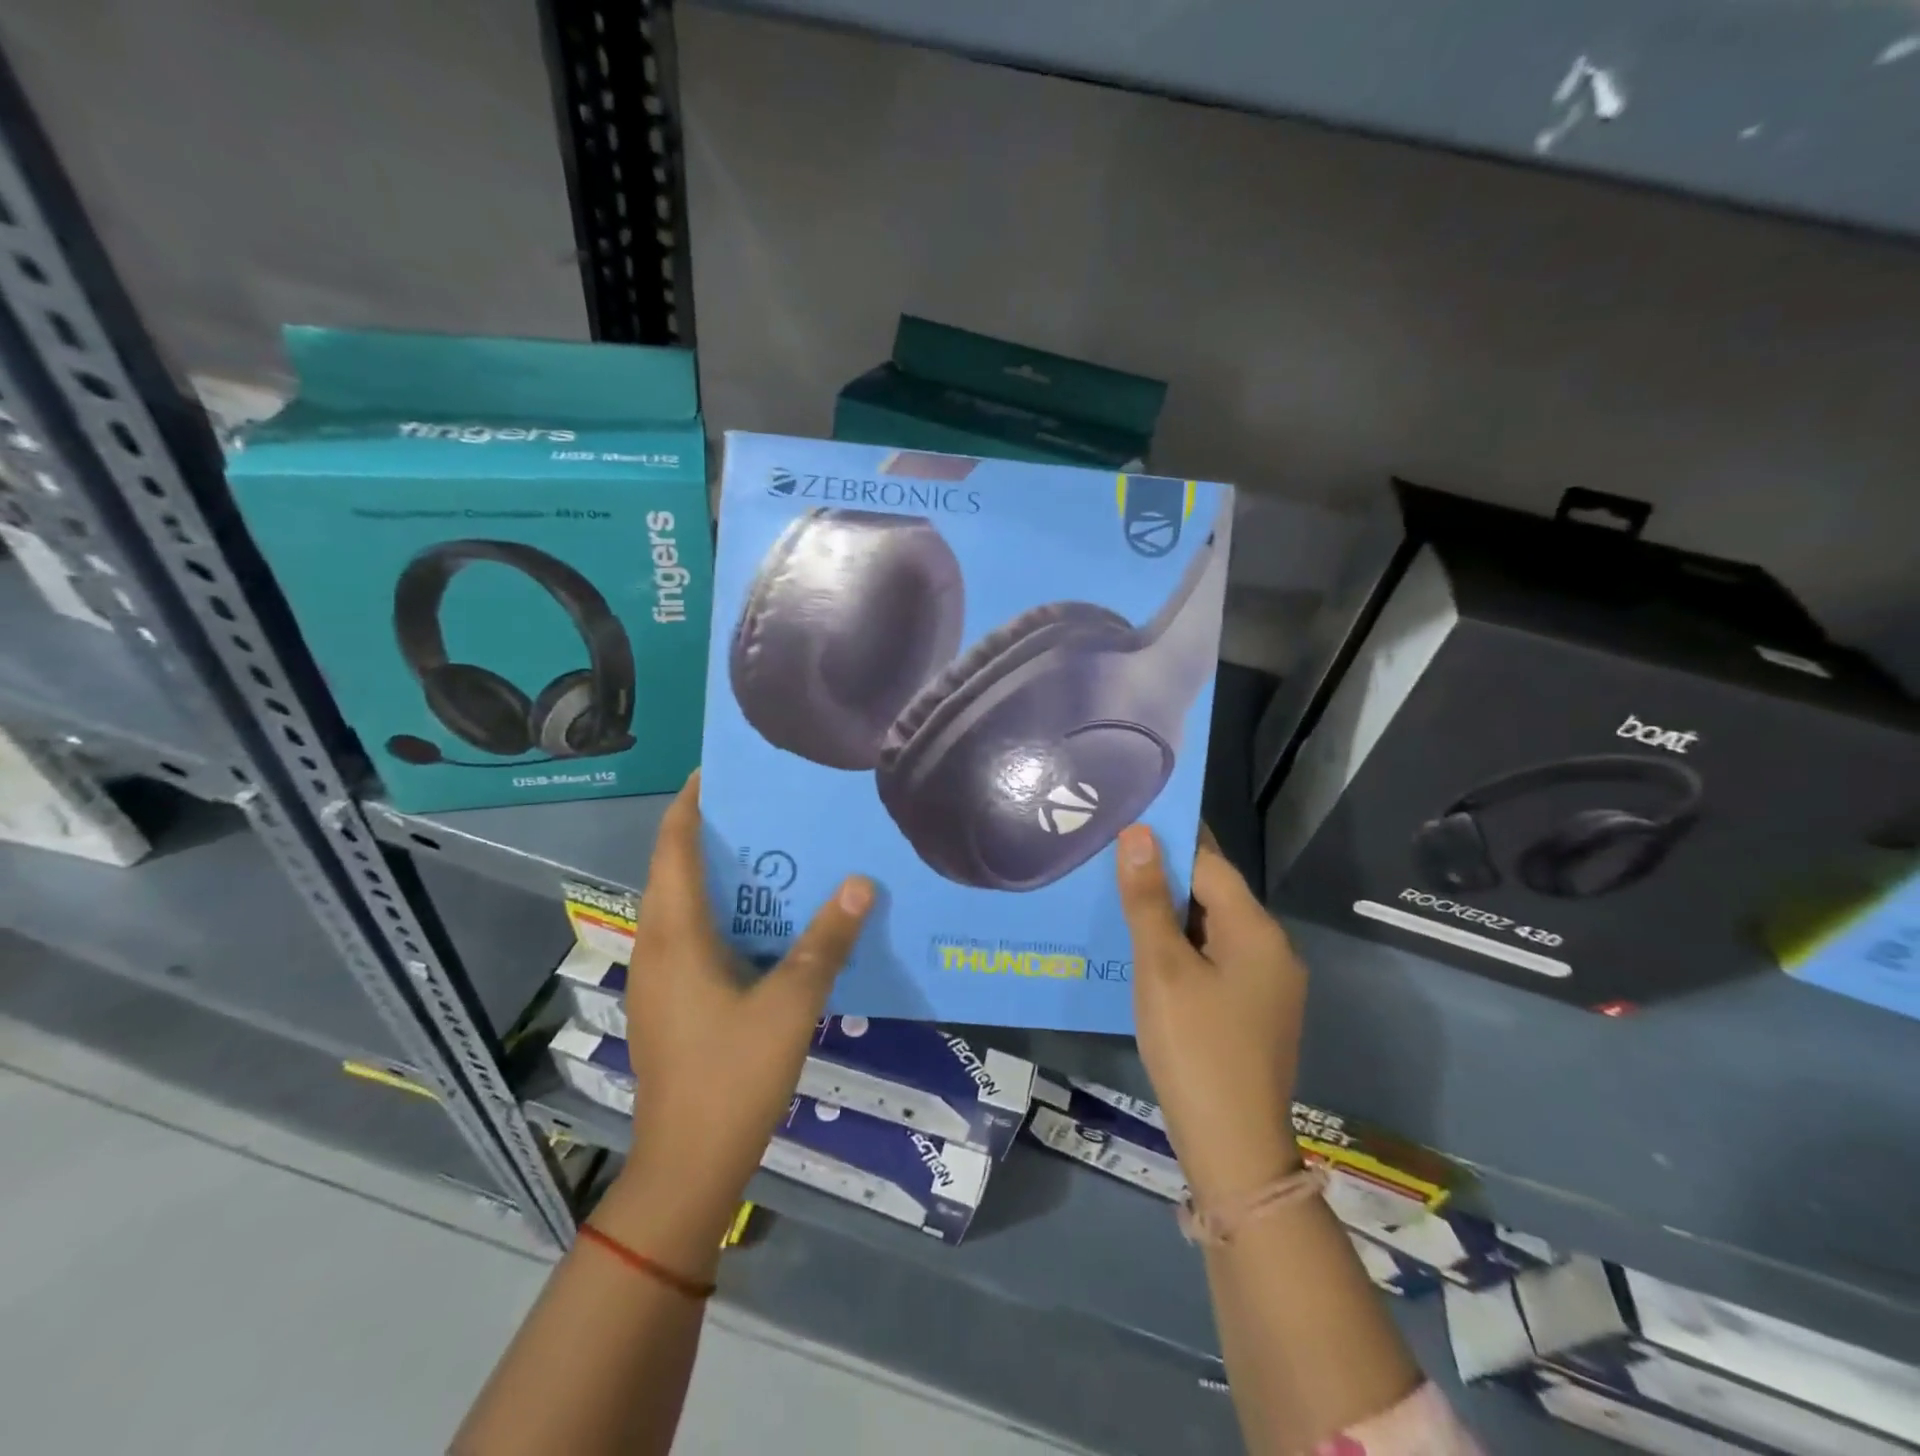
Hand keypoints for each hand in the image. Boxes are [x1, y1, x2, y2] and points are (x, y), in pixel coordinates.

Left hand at [596, 771, 873, 1268]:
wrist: (686, 1168)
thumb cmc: (733, 1076)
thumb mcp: (792, 1004)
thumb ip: (826, 941)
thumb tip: (859, 882)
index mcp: (676, 936)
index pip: (673, 848)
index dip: (688, 804)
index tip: (717, 770)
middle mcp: (657, 948)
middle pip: (674, 871)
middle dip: (709, 833)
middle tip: (764, 807)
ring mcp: (658, 980)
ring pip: (681, 907)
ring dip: (716, 875)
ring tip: (770, 853)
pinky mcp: (669, 1005)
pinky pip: (690, 937)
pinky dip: (719, 913)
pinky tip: (763, 925)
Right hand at [1117, 823, 1307, 1205]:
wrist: (1233, 1148)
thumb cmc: (1194, 1047)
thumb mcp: (1162, 968)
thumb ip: (1148, 899)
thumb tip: (1139, 834)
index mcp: (1257, 931)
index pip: (1210, 864)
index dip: (1169, 841)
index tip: (1128, 822)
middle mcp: (1271, 949)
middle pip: (1214, 894)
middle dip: (1166, 877)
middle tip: (1111, 861)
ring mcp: (1267, 984)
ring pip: (1212, 928)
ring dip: (1171, 914)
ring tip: (1120, 899)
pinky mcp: (1254, 1010)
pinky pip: (1215, 959)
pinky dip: (1182, 947)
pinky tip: (1146, 951)